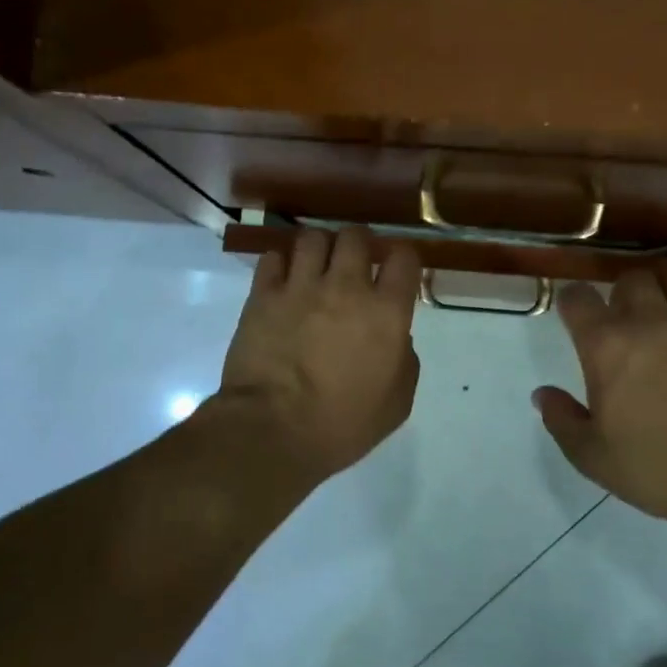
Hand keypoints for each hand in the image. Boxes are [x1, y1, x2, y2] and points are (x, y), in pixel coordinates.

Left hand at [211, 227, 421, 485]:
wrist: (274, 431)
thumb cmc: (342, 425)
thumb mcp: (396, 403)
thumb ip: (403, 360)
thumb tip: (396, 338)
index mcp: (386, 312)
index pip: (403, 257)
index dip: (402, 257)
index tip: (396, 269)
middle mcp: (346, 287)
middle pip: (356, 235)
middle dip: (358, 243)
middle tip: (353, 263)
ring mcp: (301, 286)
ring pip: (312, 238)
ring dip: (318, 248)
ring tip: (315, 267)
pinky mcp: (263, 295)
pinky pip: (273, 258)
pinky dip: (280, 264)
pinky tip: (283, 281)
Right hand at [534, 270, 666, 530]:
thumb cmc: (656, 468)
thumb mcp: (592, 456)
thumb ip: (561, 420)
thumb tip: (542, 394)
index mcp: (606, 346)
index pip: (578, 297)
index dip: (571, 301)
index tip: (572, 316)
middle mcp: (649, 322)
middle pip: (631, 277)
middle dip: (621, 292)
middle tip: (621, 319)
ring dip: (661, 294)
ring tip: (661, 318)